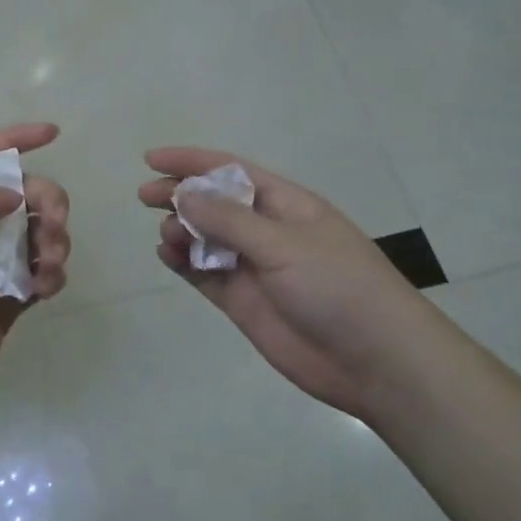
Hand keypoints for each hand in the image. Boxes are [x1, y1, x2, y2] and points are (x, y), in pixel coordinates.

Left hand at [0, 123, 69, 434]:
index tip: (53, 134)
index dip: (15, 139)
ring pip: (36, 234)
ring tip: (49, 265)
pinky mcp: (6, 302)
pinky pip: (40, 274)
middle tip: (54, 223)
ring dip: (53, 240)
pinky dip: (51, 274)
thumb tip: (14, 194)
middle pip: (21, 195)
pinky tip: (47, 288)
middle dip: (46, 199)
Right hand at [139, 147, 438, 421]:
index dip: (191, 161)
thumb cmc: (338, 287)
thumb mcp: (284, 245)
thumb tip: (183, 194)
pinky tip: (168, 257)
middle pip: (213, 203)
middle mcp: (266, 231)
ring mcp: (254, 267)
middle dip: (179, 195)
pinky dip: (184, 264)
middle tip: (144, 197)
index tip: (151, 159)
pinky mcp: (245, 302)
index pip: (230, 171)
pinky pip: (205, 274)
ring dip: (181, 231)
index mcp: (285, 205)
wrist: (377, 362)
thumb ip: (230, 220)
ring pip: (206, 238)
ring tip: (168, 237)